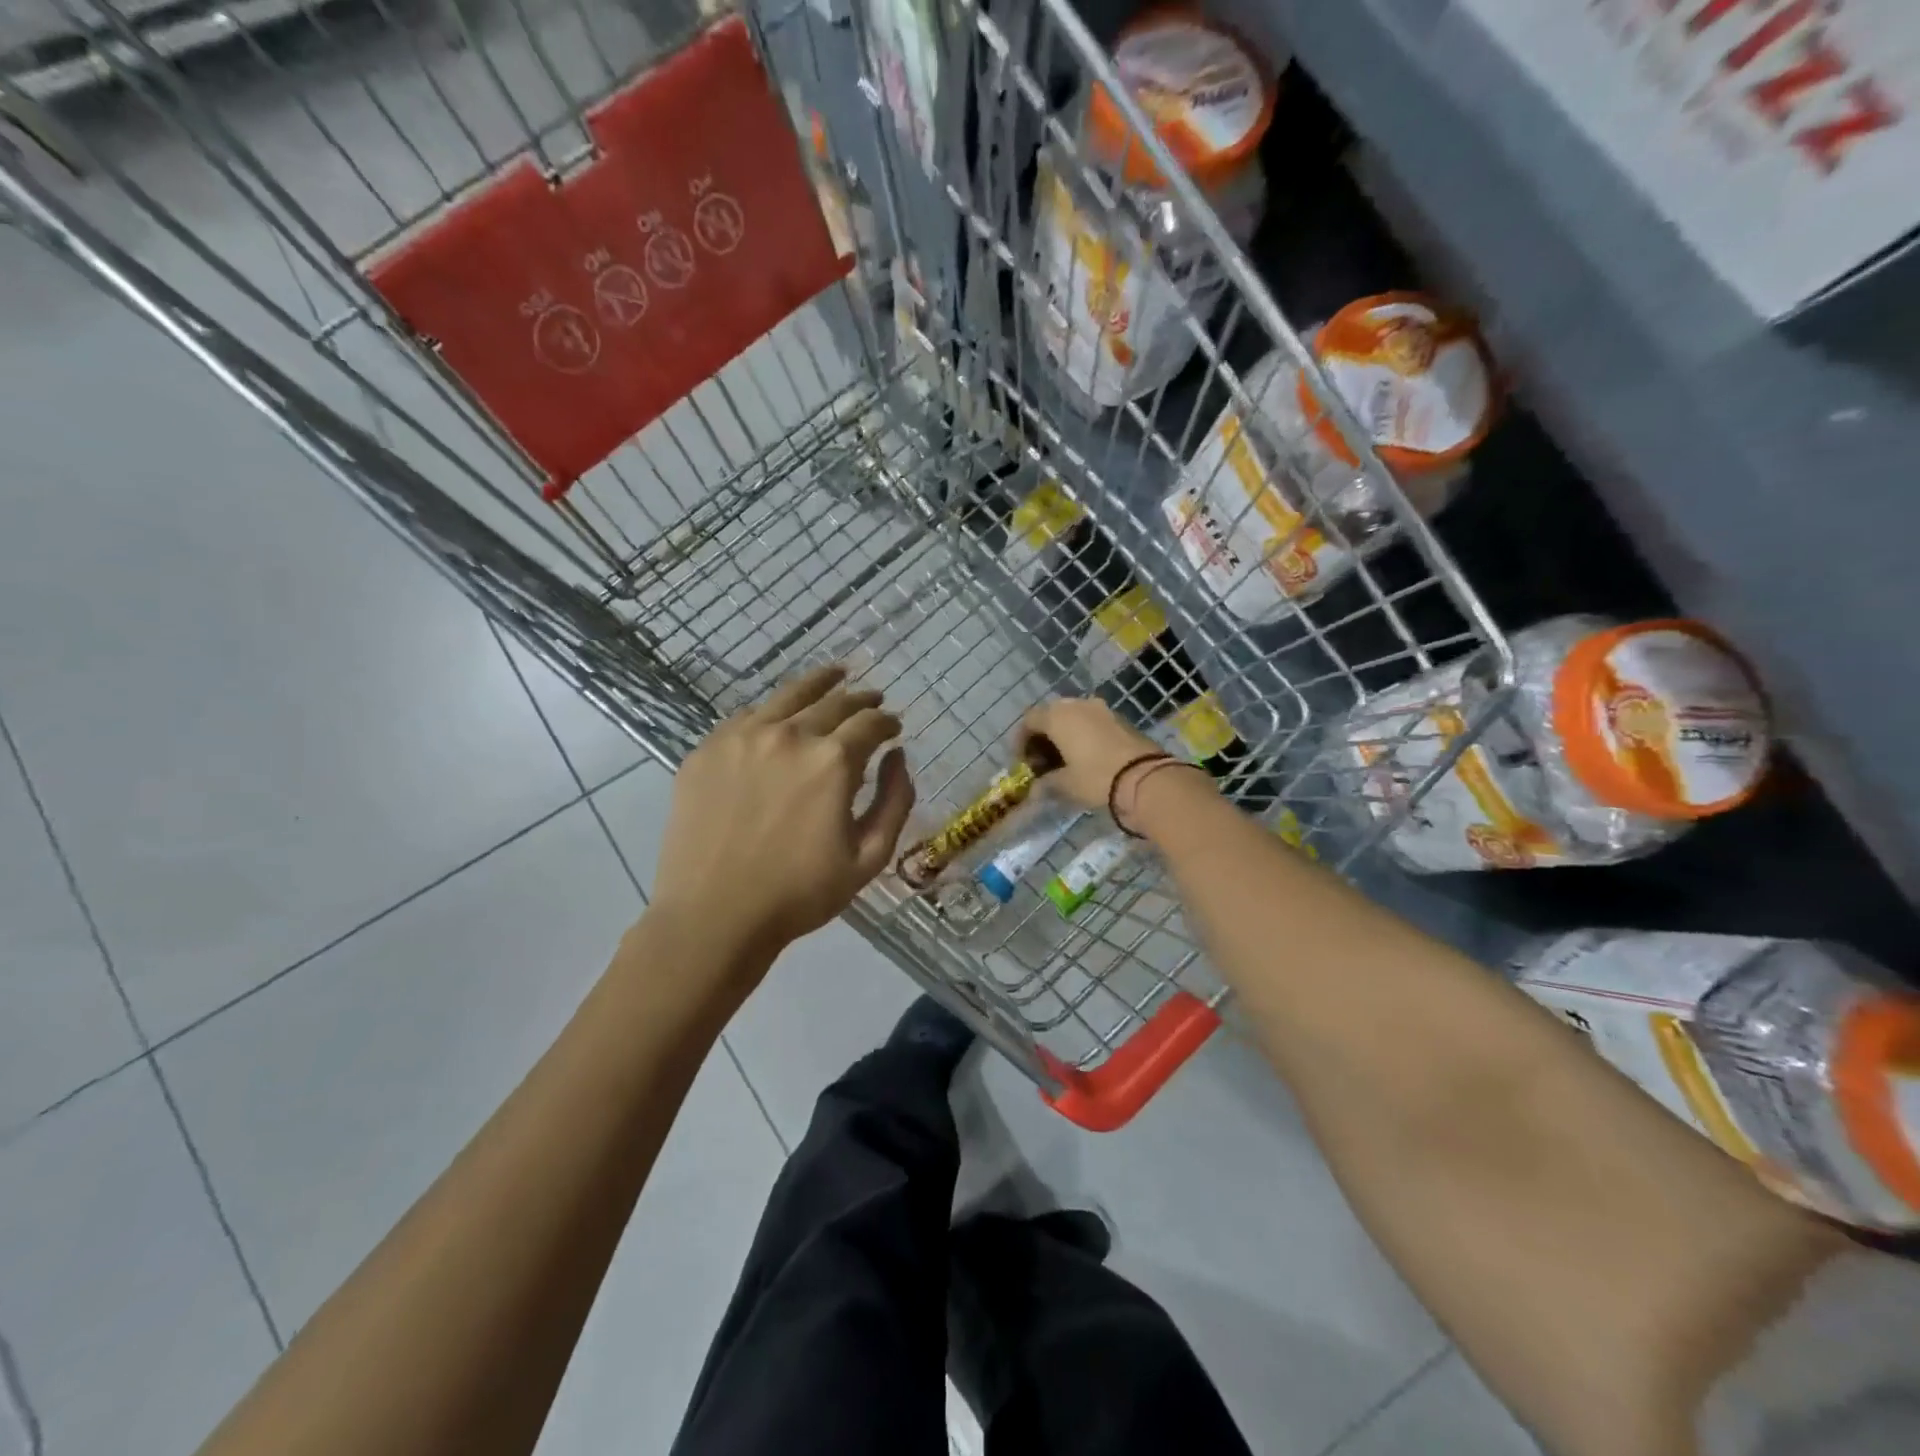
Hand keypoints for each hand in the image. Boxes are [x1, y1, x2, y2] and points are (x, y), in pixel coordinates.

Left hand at [649, 666, 915, 961]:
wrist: (714, 916)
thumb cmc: (800, 894)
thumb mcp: (869, 857)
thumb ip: (895, 801)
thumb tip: (898, 756)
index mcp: (832, 761)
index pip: (870, 723)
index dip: (888, 723)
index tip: (894, 728)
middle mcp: (789, 735)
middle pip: (834, 701)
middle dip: (860, 700)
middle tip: (872, 700)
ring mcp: (742, 737)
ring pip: (789, 695)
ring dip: (819, 684)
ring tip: (834, 676)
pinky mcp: (707, 749)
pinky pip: (748, 716)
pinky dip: (773, 710)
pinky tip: (780, 715)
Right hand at [1019, 697, 1161, 809]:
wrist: (1145, 777)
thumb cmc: (1096, 777)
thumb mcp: (1065, 785)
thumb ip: (1046, 783)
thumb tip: (1036, 787)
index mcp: (1057, 716)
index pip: (1029, 720)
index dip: (1021, 740)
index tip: (1022, 762)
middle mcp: (1077, 704)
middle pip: (1051, 715)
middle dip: (1043, 737)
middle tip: (1042, 761)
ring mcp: (1101, 709)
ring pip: (1073, 717)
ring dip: (1064, 735)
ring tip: (1064, 761)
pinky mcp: (1120, 719)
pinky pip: (1092, 722)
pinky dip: (1083, 735)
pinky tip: (1085, 757)